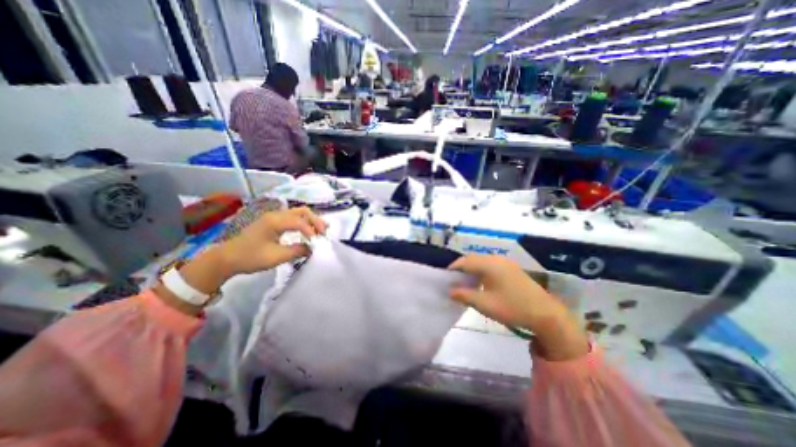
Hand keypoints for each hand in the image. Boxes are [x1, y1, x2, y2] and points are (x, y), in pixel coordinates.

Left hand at [216, 206, 325, 275]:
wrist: (226, 258)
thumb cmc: (250, 257)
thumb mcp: (276, 257)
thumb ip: (297, 251)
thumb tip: (313, 248)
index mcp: (275, 221)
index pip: (300, 222)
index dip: (312, 231)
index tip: (318, 243)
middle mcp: (276, 215)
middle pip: (302, 211)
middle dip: (316, 221)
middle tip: (325, 232)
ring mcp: (274, 217)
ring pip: (298, 213)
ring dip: (311, 220)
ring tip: (321, 230)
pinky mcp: (273, 222)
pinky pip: (293, 218)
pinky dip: (304, 222)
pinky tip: (308, 230)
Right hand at [450, 254, 586, 358]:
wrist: (546, 314)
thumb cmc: (512, 308)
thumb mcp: (484, 304)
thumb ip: (464, 295)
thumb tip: (450, 290)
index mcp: (489, 264)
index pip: (465, 262)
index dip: (453, 268)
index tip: (445, 278)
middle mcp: (496, 259)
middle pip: (473, 259)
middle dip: (461, 268)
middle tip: (453, 281)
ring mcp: (506, 263)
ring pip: (482, 262)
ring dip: (471, 269)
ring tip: (465, 282)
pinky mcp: (512, 269)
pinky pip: (491, 265)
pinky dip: (481, 271)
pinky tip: (481, 282)